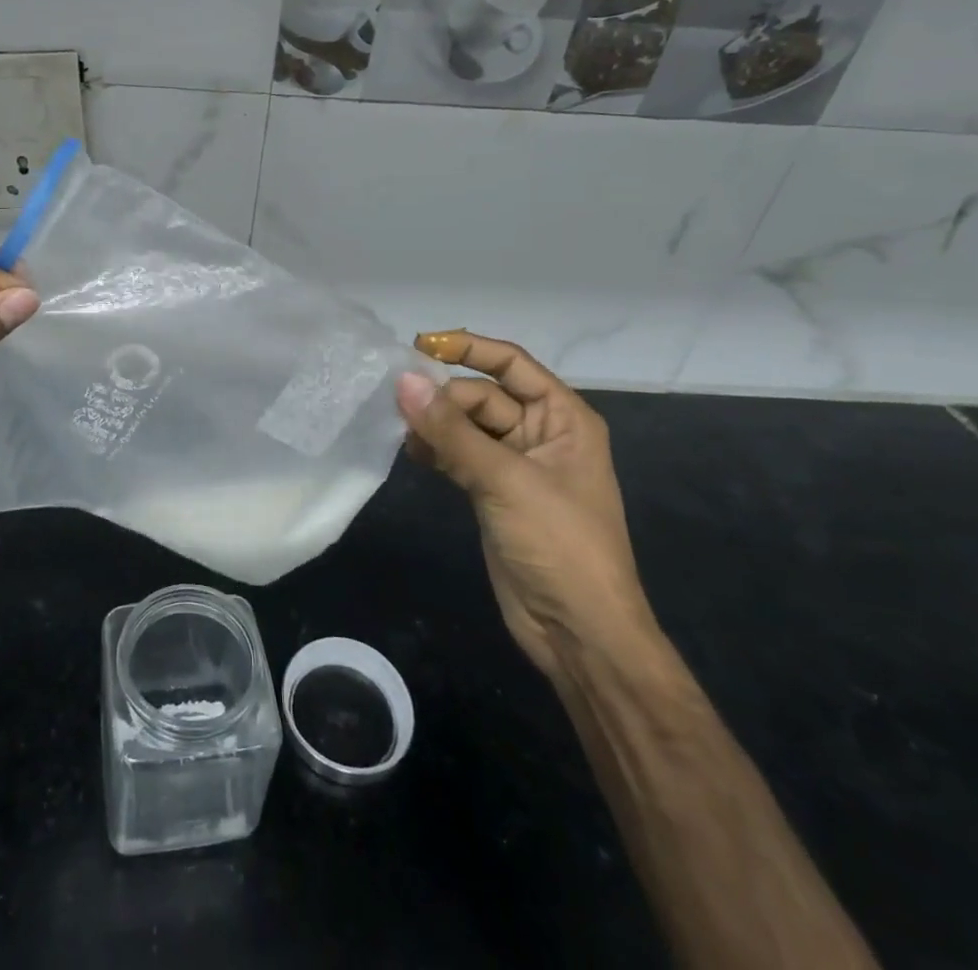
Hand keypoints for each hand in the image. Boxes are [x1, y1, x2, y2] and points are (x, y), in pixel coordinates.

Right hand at [396, 332, 655, 681]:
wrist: (578, 632)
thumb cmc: (559, 544)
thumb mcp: (505, 480)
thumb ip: (452, 431)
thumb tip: (402, 382)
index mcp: (563, 419)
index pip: (511, 364)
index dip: (469, 349)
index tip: (419, 346)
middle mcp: (540, 434)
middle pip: (482, 395)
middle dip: (444, 398)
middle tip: (399, 406)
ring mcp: (515, 465)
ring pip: (466, 426)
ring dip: (435, 425)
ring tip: (402, 433)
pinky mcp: (492, 492)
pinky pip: (459, 455)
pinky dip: (436, 451)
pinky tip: (412, 455)